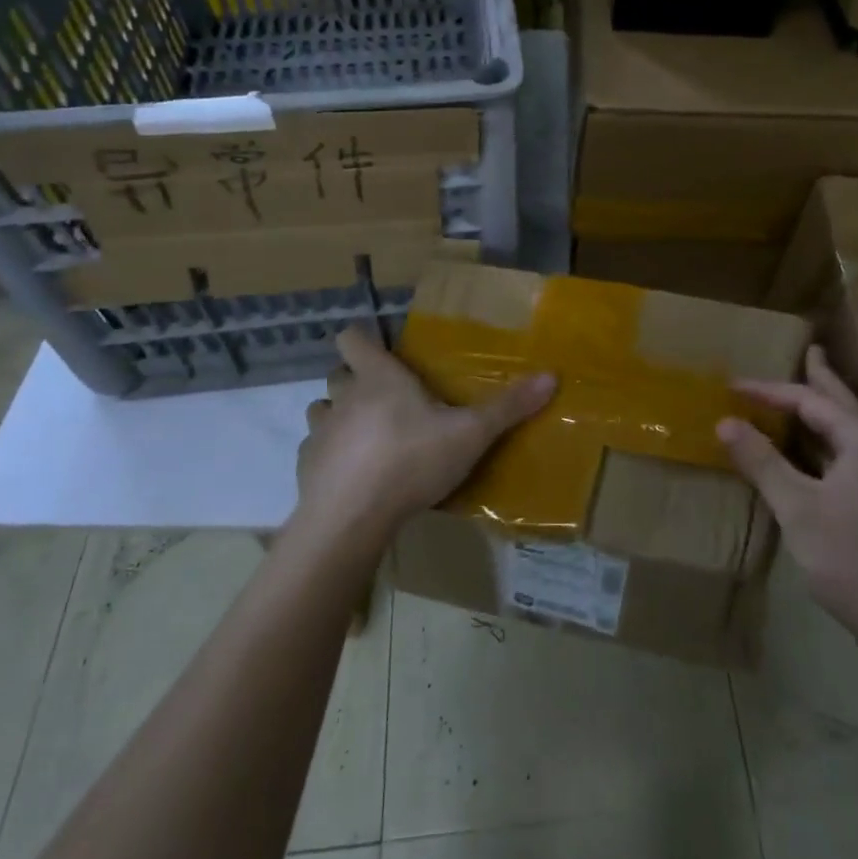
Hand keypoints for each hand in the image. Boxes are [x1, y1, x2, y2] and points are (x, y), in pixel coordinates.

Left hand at [298, 328, 555, 542]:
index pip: (352, 338)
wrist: (352, 520)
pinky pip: (315, 450)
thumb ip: (508, 407)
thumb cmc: (411, 461)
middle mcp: (343, 397)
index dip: (362, 339)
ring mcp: (320, 432)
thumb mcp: (469, 434)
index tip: (380, 350)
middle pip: (339, 374)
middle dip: (356, 381)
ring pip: (322, 410)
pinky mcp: (305, 468)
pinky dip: (329, 456)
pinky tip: (351, 477)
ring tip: (367, 438)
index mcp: (378, 377)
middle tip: (388, 400)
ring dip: (339, 417)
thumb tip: (552, 376)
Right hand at [717, 346, 857, 663]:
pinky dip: (831, 439)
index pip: (811, 401)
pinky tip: (818, 447)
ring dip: (826, 409)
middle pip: (843, 403)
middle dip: (821, 378)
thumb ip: (762, 461)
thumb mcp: (797, 507)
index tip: (734, 386)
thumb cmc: (850, 557)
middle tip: (808, 349)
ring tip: (809, 388)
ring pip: (852, 429)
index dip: (770, 391)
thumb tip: (725, 423)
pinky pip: (855, 452)